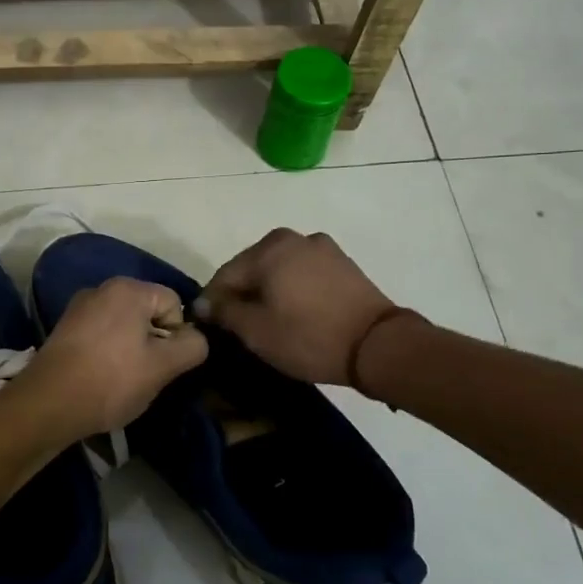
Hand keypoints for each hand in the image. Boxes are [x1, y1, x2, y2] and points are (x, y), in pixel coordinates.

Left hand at [19, 277, 207, 439]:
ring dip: (131, 349)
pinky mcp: (65, 328)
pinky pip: (101, 334)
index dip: (177, 335)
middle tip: (147, 374)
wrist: (48, 404)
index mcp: (129, 288)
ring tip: (123, 379)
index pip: (174, 303)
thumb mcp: (163, 367)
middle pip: (148, 312)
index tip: (165, 364)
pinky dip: (108, 352)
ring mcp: (80, 307)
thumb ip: (192, 346)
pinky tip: (102, 377)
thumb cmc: (111, 381)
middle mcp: (102, 288)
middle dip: (154, 342)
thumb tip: (197, 338)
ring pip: (125, 325)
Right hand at [199, 229, 404, 385]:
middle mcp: (294, 238)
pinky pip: (304, 275)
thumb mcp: (256, 331)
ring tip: (270, 323)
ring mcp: (322, 248)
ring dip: (269, 293)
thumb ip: (224, 313)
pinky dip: (294, 291)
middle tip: (240, 329)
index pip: (225, 275)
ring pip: (279, 271)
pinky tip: (297, 315)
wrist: (378, 346)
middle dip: (243, 295)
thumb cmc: (308, 337)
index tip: (210, 329)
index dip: (213, 304)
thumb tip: (203, 304)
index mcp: (268, 248)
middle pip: (252, 268)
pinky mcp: (343, 264)